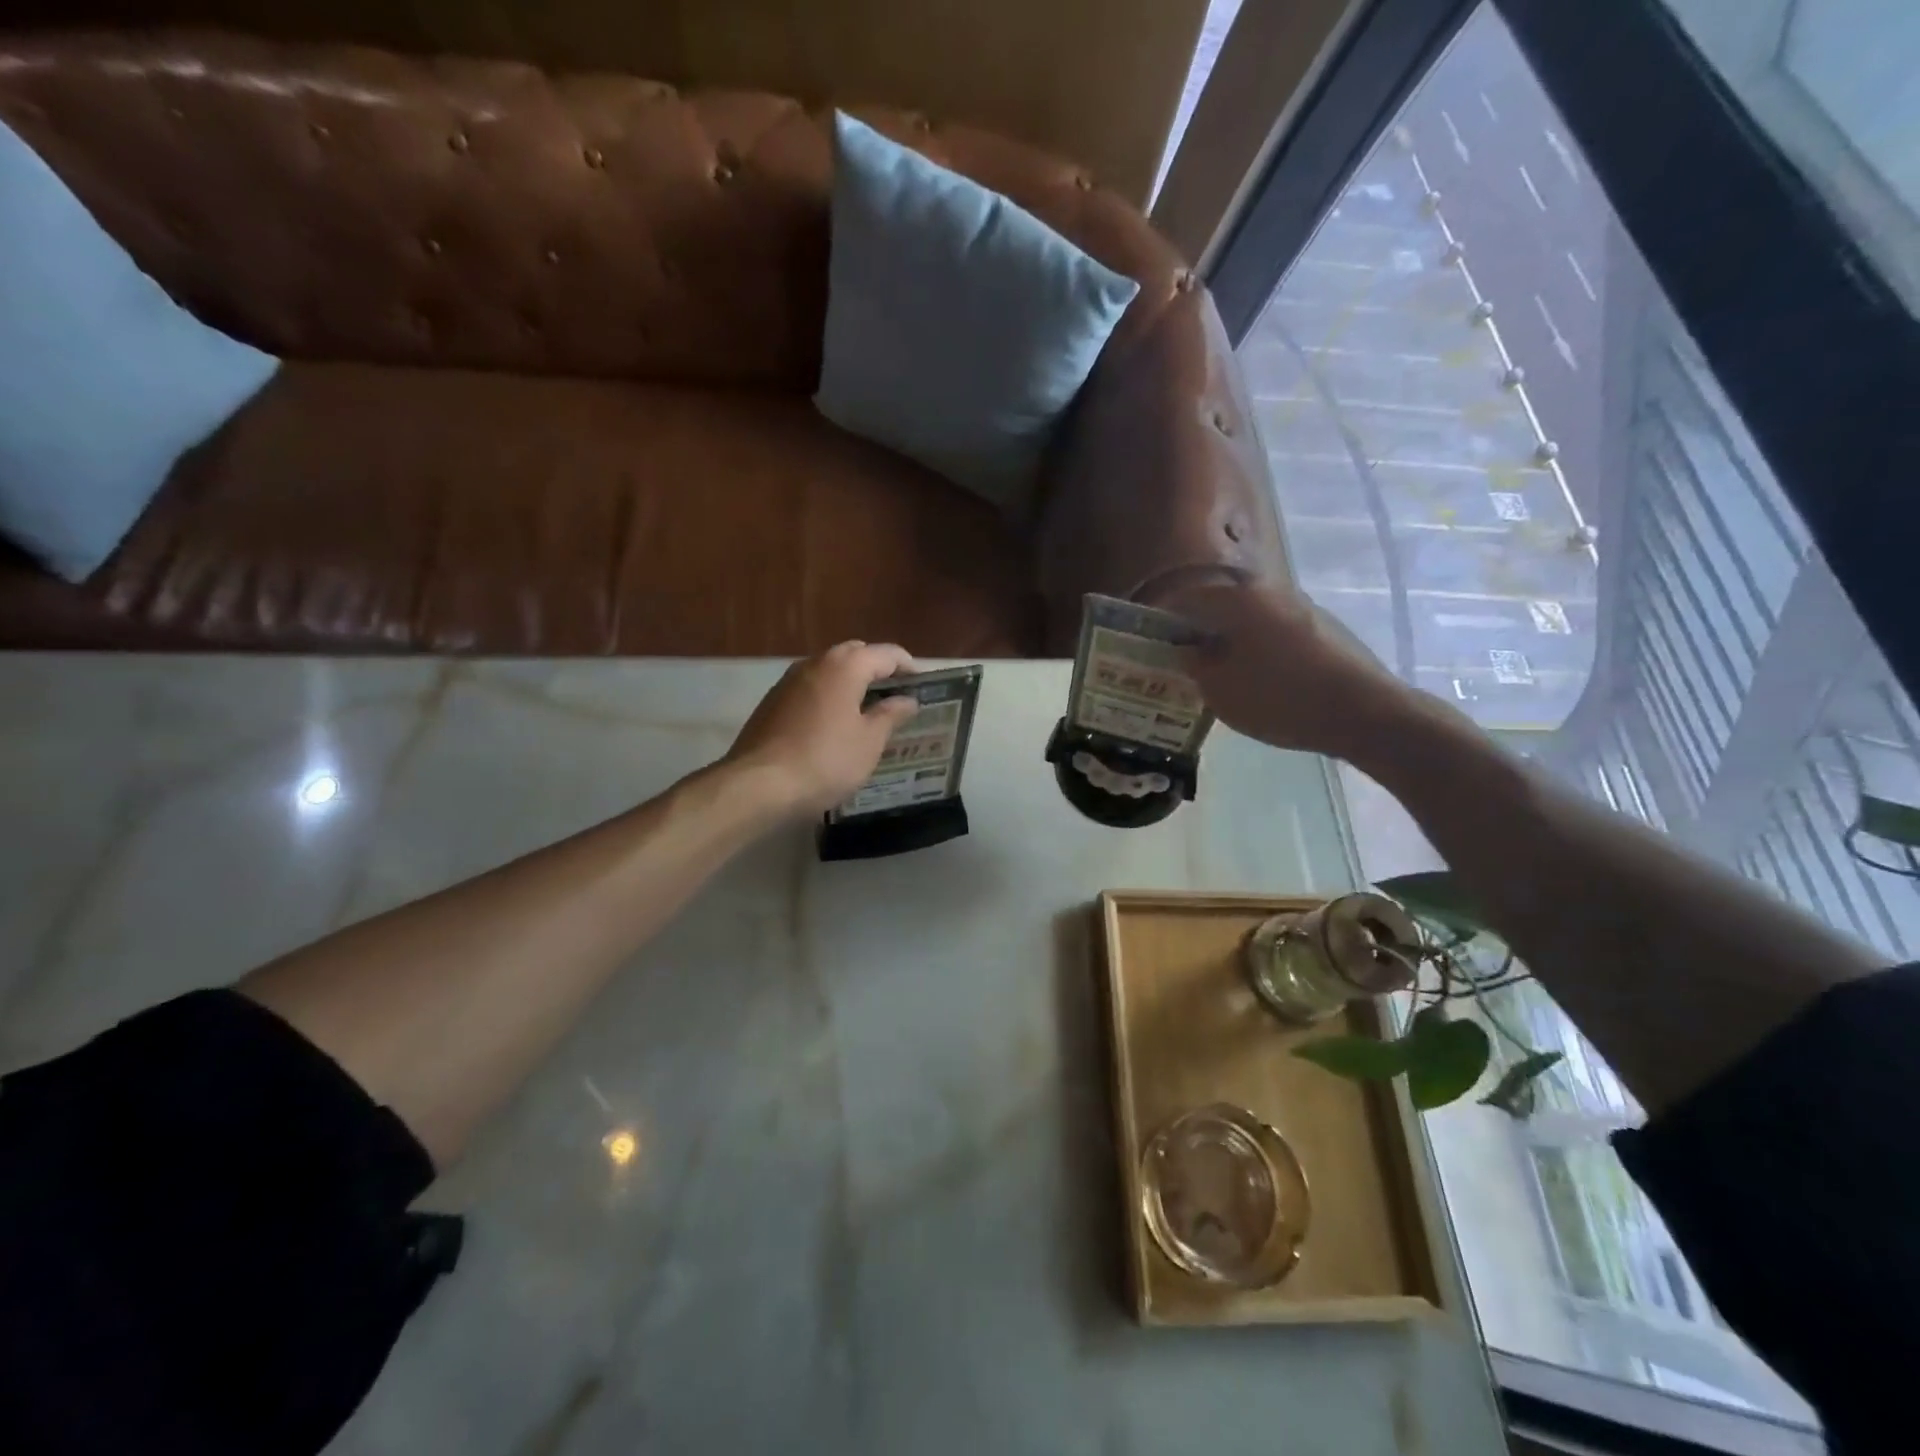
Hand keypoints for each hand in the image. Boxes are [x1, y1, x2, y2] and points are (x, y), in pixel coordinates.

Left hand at [724, 642, 920, 815]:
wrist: (759, 785)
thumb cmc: (826, 760)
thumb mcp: (869, 742)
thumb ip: (891, 715)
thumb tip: (907, 699)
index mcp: (845, 666)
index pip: (887, 653)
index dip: (909, 667)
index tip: (924, 686)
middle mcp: (815, 663)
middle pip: (855, 655)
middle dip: (877, 670)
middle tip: (896, 697)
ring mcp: (788, 681)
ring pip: (829, 671)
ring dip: (850, 683)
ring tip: (868, 712)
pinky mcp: (772, 702)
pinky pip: (810, 689)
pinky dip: (828, 697)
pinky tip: (834, 725)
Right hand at [1164, 579, 1409, 756]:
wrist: (1365, 713)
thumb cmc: (1281, 697)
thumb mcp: (1221, 690)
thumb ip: (1195, 665)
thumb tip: (1187, 650)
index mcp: (1238, 599)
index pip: (1184, 596)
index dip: (1160, 618)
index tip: (1146, 640)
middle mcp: (1269, 591)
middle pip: (1218, 604)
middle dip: (1194, 629)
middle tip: (1177, 658)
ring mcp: (1300, 608)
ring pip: (1247, 618)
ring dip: (1225, 638)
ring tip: (1211, 671)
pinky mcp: (1321, 629)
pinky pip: (1271, 631)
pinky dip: (1252, 646)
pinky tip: (1252, 677)